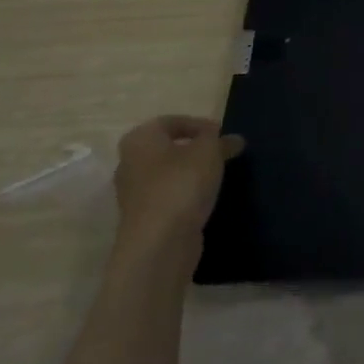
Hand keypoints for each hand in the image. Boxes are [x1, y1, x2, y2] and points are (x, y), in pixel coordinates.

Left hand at [112, 115, 243, 257]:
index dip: (200, 124)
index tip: (223, 135)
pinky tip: (206, 199)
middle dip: (196, 149)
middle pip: (168, 148)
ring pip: (168, 173)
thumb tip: (233, 139)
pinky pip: (169, 195)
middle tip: (223, 154)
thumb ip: (221, 140)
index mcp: (140, 140)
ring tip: (219, 176)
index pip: (171, 121)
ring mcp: (134, 192)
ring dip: (192, 172)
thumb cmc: (181, 184)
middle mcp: (130, 163)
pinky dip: (187, 193)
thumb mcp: (209, 152)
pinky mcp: (144, 217)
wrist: (159, 242)